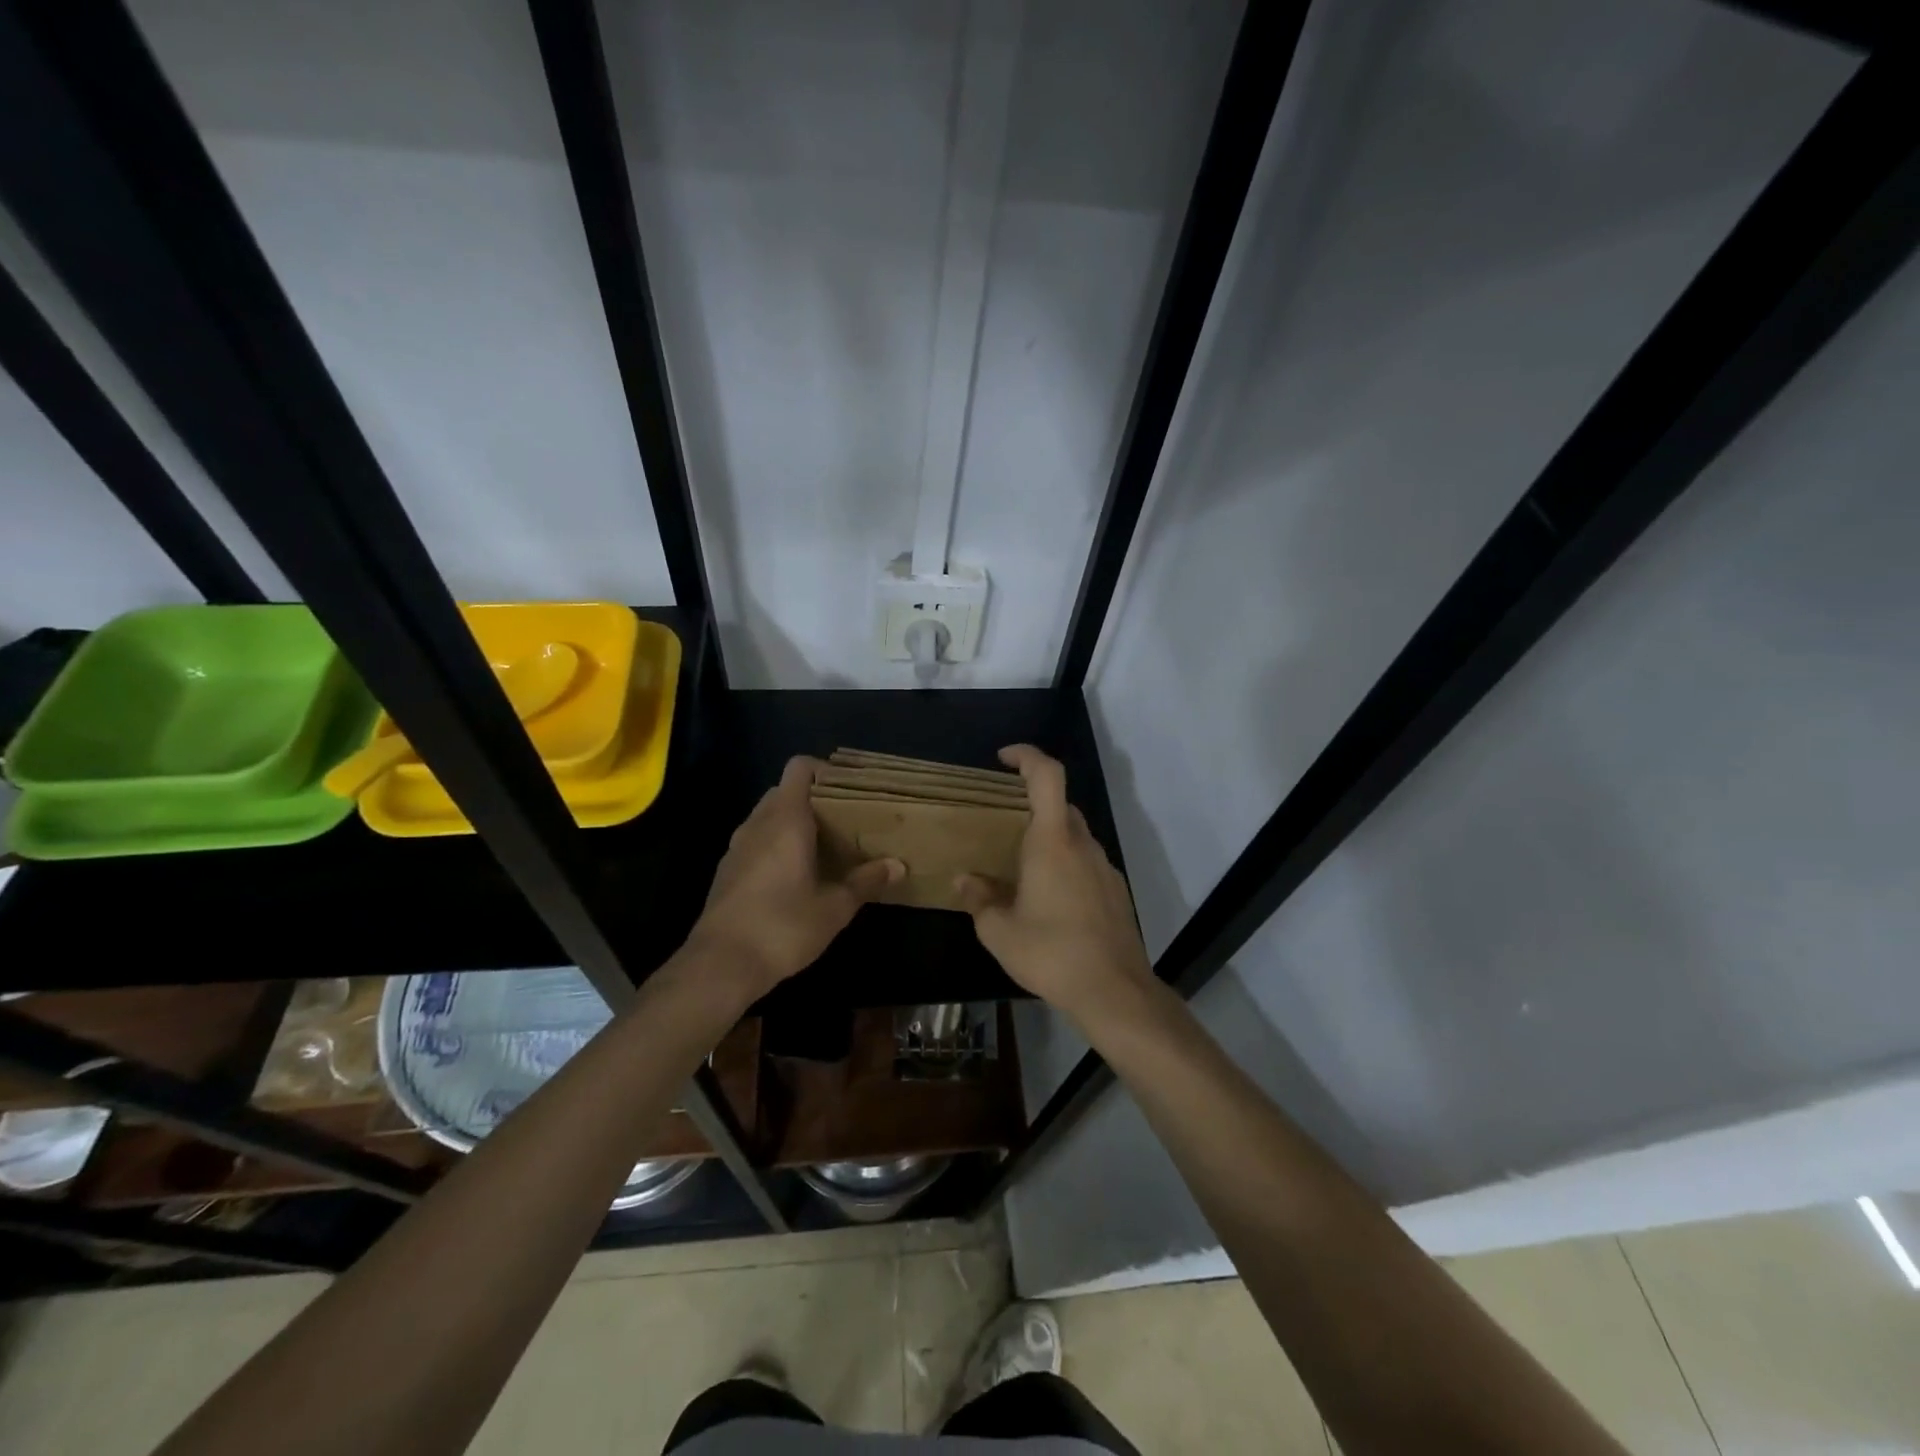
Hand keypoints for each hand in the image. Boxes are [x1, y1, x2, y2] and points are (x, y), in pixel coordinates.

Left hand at [688, 757, 902, 997]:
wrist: (719, 965)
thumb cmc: (783, 926)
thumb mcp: (834, 907)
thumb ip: (866, 881)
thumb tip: (898, 865)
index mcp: (786, 819)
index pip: (800, 768)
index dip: (825, 771)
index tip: (850, 791)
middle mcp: (758, 823)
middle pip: (785, 791)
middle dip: (814, 801)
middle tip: (844, 822)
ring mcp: (737, 846)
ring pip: (768, 817)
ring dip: (794, 825)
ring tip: (825, 850)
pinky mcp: (727, 871)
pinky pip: (756, 842)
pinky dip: (776, 846)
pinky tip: (795, 877)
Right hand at [956, 744, 1155, 1026]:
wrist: (1114, 990)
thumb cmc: (1051, 953)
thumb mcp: (999, 931)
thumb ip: (979, 899)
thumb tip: (965, 880)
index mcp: (1053, 841)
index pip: (1047, 776)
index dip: (1027, 756)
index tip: (1003, 759)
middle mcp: (1082, 844)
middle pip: (1060, 804)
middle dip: (1032, 803)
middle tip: (1003, 823)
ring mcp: (1104, 867)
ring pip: (1074, 835)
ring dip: (1049, 837)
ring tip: (1021, 868)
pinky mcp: (1116, 891)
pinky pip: (1086, 862)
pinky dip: (1066, 864)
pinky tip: (1050, 900)